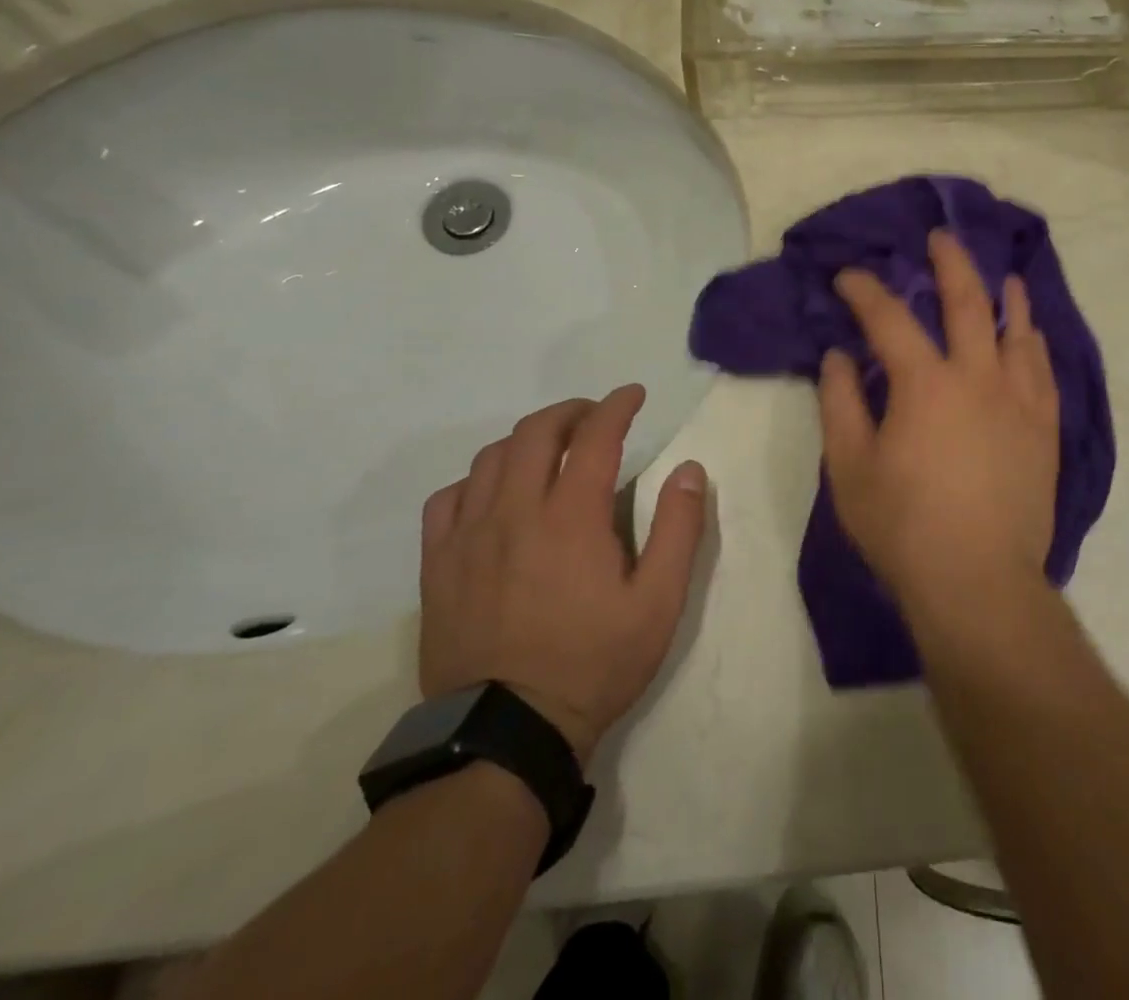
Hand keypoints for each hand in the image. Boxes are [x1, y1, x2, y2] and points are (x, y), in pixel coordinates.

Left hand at [418, 384, 708, 761]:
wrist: (506, 734)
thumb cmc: (593, 664)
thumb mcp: (658, 603)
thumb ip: (679, 530)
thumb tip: (690, 470)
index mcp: (572, 516)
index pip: (595, 435)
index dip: (617, 406)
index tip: (633, 395)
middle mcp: (516, 511)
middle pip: (537, 431)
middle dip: (571, 411)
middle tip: (594, 417)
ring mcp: (469, 536)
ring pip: (491, 457)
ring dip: (526, 439)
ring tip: (549, 448)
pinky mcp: (439, 565)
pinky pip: (448, 498)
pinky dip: (476, 480)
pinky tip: (493, 493)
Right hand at [818, 229, 1059, 617]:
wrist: (978, 582)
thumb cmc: (903, 527)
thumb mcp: (850, 467)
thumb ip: (840, 403)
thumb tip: (839, 356)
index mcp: (925, 384)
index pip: (889, 318)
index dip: (865, 290)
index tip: (848, 276)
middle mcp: (978, 377)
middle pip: (967, 302)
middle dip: (950, 263)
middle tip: (940, 237)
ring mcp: (1019, 401)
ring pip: (1017, 331)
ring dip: (1005, 297)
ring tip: (1002, 276)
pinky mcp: (1044, 429)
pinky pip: (1044, 371)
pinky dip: (1035, 343)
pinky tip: (1031, 335)